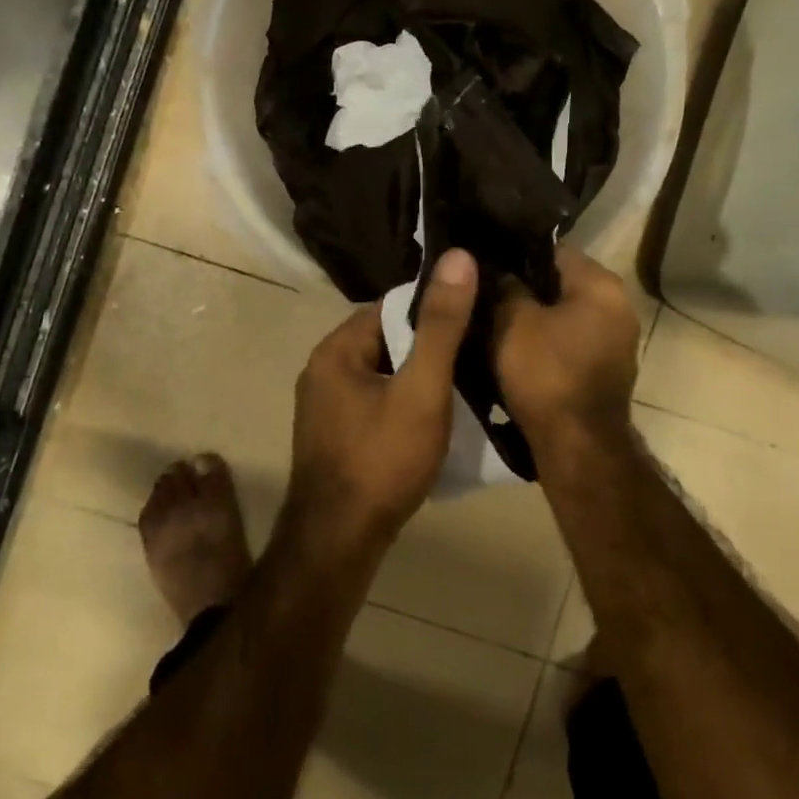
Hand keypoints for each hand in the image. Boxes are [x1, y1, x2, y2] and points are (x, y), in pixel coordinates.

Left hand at [282, 248, 478, 560]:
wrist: (340, 542)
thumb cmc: (382, 460)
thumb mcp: (421, 389)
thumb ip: (441, 325)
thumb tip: (458, 257)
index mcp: (335, 350)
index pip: (390, 307)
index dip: (433, 311)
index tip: (474, 320)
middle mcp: (322, 370)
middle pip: (386, 340)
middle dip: (428, 347)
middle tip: (476, 357)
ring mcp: (324, 406)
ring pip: (383, 374)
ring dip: (418, 378)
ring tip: (464, 386)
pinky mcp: (334, 435)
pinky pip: (375, 402)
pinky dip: (403, 403)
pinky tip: (432, 420)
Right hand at [491, 246, 640, 462]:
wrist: (577, 445)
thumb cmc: (546, 374)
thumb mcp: (513, 322)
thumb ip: (507, 288)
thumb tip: (501, 271)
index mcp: (602, 285)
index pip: (554, 249)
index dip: (516, 253)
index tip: (486, 262)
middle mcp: (619, 306)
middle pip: (561, 283)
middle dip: (525, 287)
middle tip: (485, 293)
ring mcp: (616, 341)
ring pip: (565, 315)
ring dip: (534, 318)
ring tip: (494, 321)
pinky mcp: (605, 370)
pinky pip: (569, 342)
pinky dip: (546, 343)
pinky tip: (516, 351)